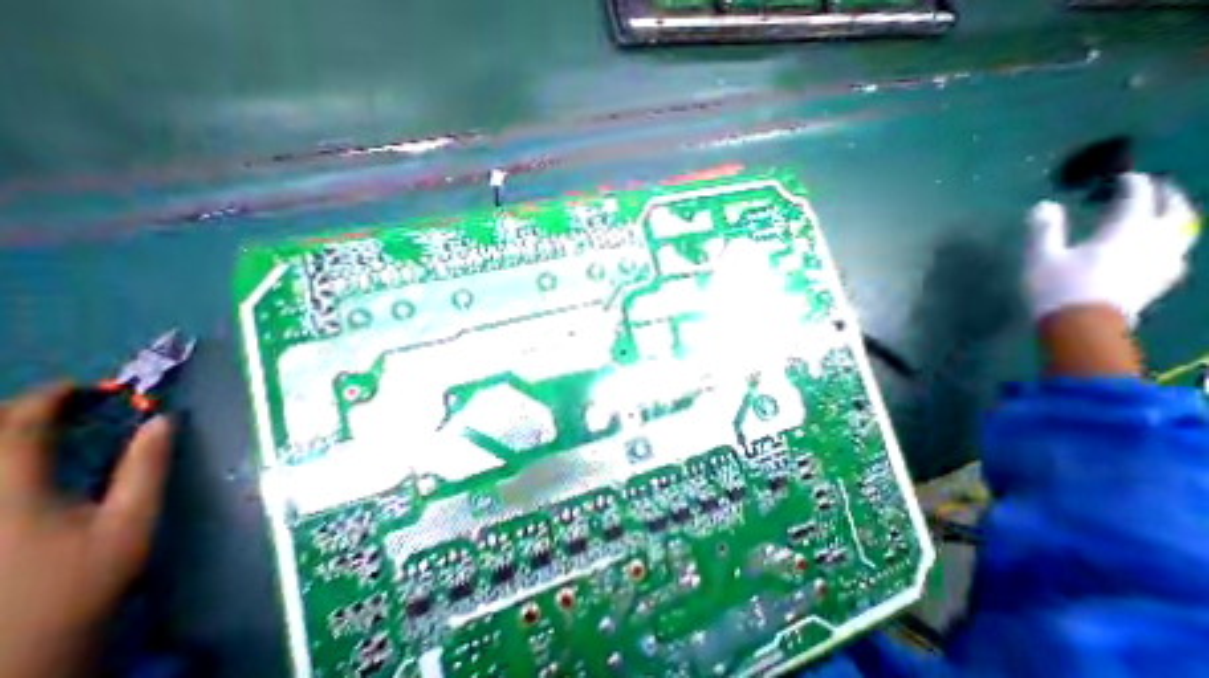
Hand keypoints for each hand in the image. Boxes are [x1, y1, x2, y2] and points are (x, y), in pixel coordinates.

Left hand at [0, 385, 171, 673]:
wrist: (11, 652)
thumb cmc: (80, 582)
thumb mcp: (131, 520)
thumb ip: (146, 466)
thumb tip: (162, 420)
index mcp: (8, 492)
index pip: (15, 427)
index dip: (50, 399)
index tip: (86, 388)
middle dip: (15, 414)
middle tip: (65, 408)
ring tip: (35, 432)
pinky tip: (13, 467)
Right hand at [1022, 173, 1191, 323]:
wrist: (1082, 323)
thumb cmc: (1057, 286)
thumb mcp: (1040, 257)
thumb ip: (1044, 230)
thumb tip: (1044, 205)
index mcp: (1125, 231)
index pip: (1137, 200)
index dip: (1133, 185)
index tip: (1126, 177)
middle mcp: (1155, 240)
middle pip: (1175, 211)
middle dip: (1167, 197)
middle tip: (1158, 188)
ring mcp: (1164, 261)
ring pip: (1184, 230)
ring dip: (1177, 217)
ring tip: (1166, 214)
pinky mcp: (1162, 279)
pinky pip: (1176, 251)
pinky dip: (1171, 240)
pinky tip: (1162, 246)